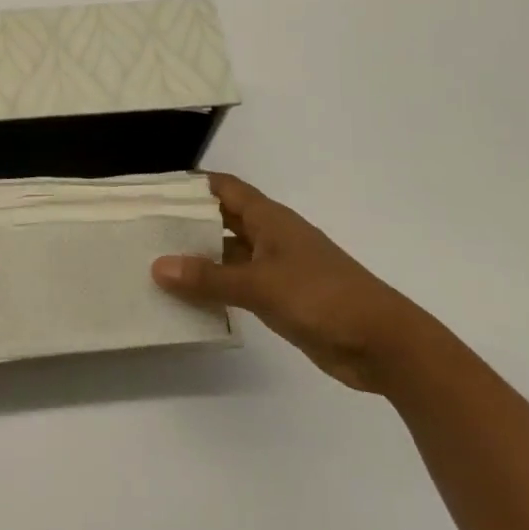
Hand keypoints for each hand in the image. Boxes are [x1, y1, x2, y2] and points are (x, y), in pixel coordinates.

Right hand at [152, 173, 429, 392]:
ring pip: (229, 254)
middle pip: (223, 219)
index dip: (192, 185)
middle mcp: (271, 236)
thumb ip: (209, 278)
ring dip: (200, 258)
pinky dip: (217, 287)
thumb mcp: (260, 285)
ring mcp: (278, 268)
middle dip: (188, 221)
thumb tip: (157, 266)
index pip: (223, 188)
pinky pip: (240, 284)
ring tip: (156, 262)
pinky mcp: (282, 298)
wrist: (383, 344)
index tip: (154, 190)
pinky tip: (189, 298)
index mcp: (269, 218)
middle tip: (145, 228)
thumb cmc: (322, 297)